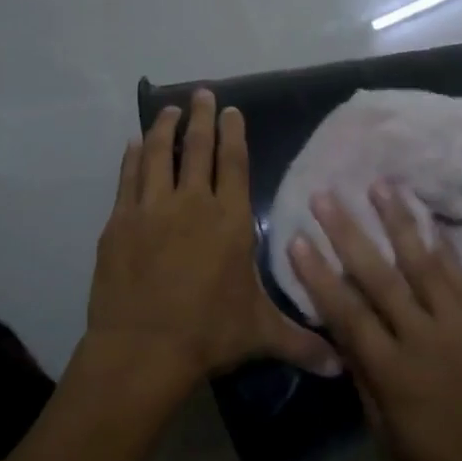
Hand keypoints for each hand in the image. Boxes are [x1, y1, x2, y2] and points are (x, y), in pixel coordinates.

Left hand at [86, 88, 338, 388]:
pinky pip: (128, 178)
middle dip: (200, 117)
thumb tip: (341, 367)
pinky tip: (135, 144)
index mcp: (229, 220)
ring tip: (168, 109)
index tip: (230, 110)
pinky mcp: (120, 222)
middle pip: (197, 148)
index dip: (233, 133)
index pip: (234, 163)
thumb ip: (301, 342)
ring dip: (164, 128)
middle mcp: (192, 203)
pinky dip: (133, 157)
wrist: (143, 348)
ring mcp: (151, 209)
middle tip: (200, 93)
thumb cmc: (208, 334)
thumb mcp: (261, 334)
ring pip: (159, 155)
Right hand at [288, 184, 461, 460]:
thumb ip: (365, 384)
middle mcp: (424, 338)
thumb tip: (343, 339)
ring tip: (379, 185)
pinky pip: (461, 272)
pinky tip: (427, 217)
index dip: (320, 276)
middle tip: (326, 196)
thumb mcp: (389, 441)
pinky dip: (441, 243)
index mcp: (394, 374)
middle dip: (348, 233)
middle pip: (379, 276)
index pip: (347, 314)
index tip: (298, 240)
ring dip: (397, 220)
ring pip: (423, 261)